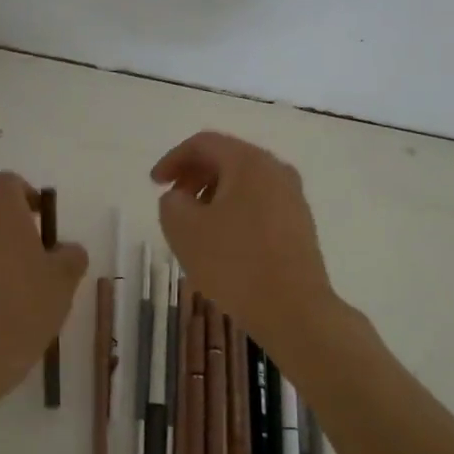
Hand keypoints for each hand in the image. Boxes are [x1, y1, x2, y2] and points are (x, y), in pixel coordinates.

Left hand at [0, 172, 87, 392]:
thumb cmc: (26, 306)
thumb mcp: (64, 281)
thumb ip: (71, 255)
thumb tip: (66, 249)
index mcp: (2, 212)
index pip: (8, 182)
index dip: (26, 194)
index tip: (40, 219)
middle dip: (7, 224)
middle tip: (30, 254)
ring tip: (8, 282)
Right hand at [151, 132, 336, 355]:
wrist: (294, 310)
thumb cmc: (234, 264)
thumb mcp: (184, 230)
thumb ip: (171, 202)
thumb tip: (181, 197)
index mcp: (249, 162)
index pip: (203, 143)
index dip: (172, 159)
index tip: (154, 184)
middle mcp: (276, 170)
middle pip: (227, 159)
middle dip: (194, 176)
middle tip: (172, 202)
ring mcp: (293, 197)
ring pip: (244, 183)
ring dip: (213, 195)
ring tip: (194, 225)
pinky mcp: (300, 224)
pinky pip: (259, 204)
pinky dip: (234, 211)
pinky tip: (222, 241)